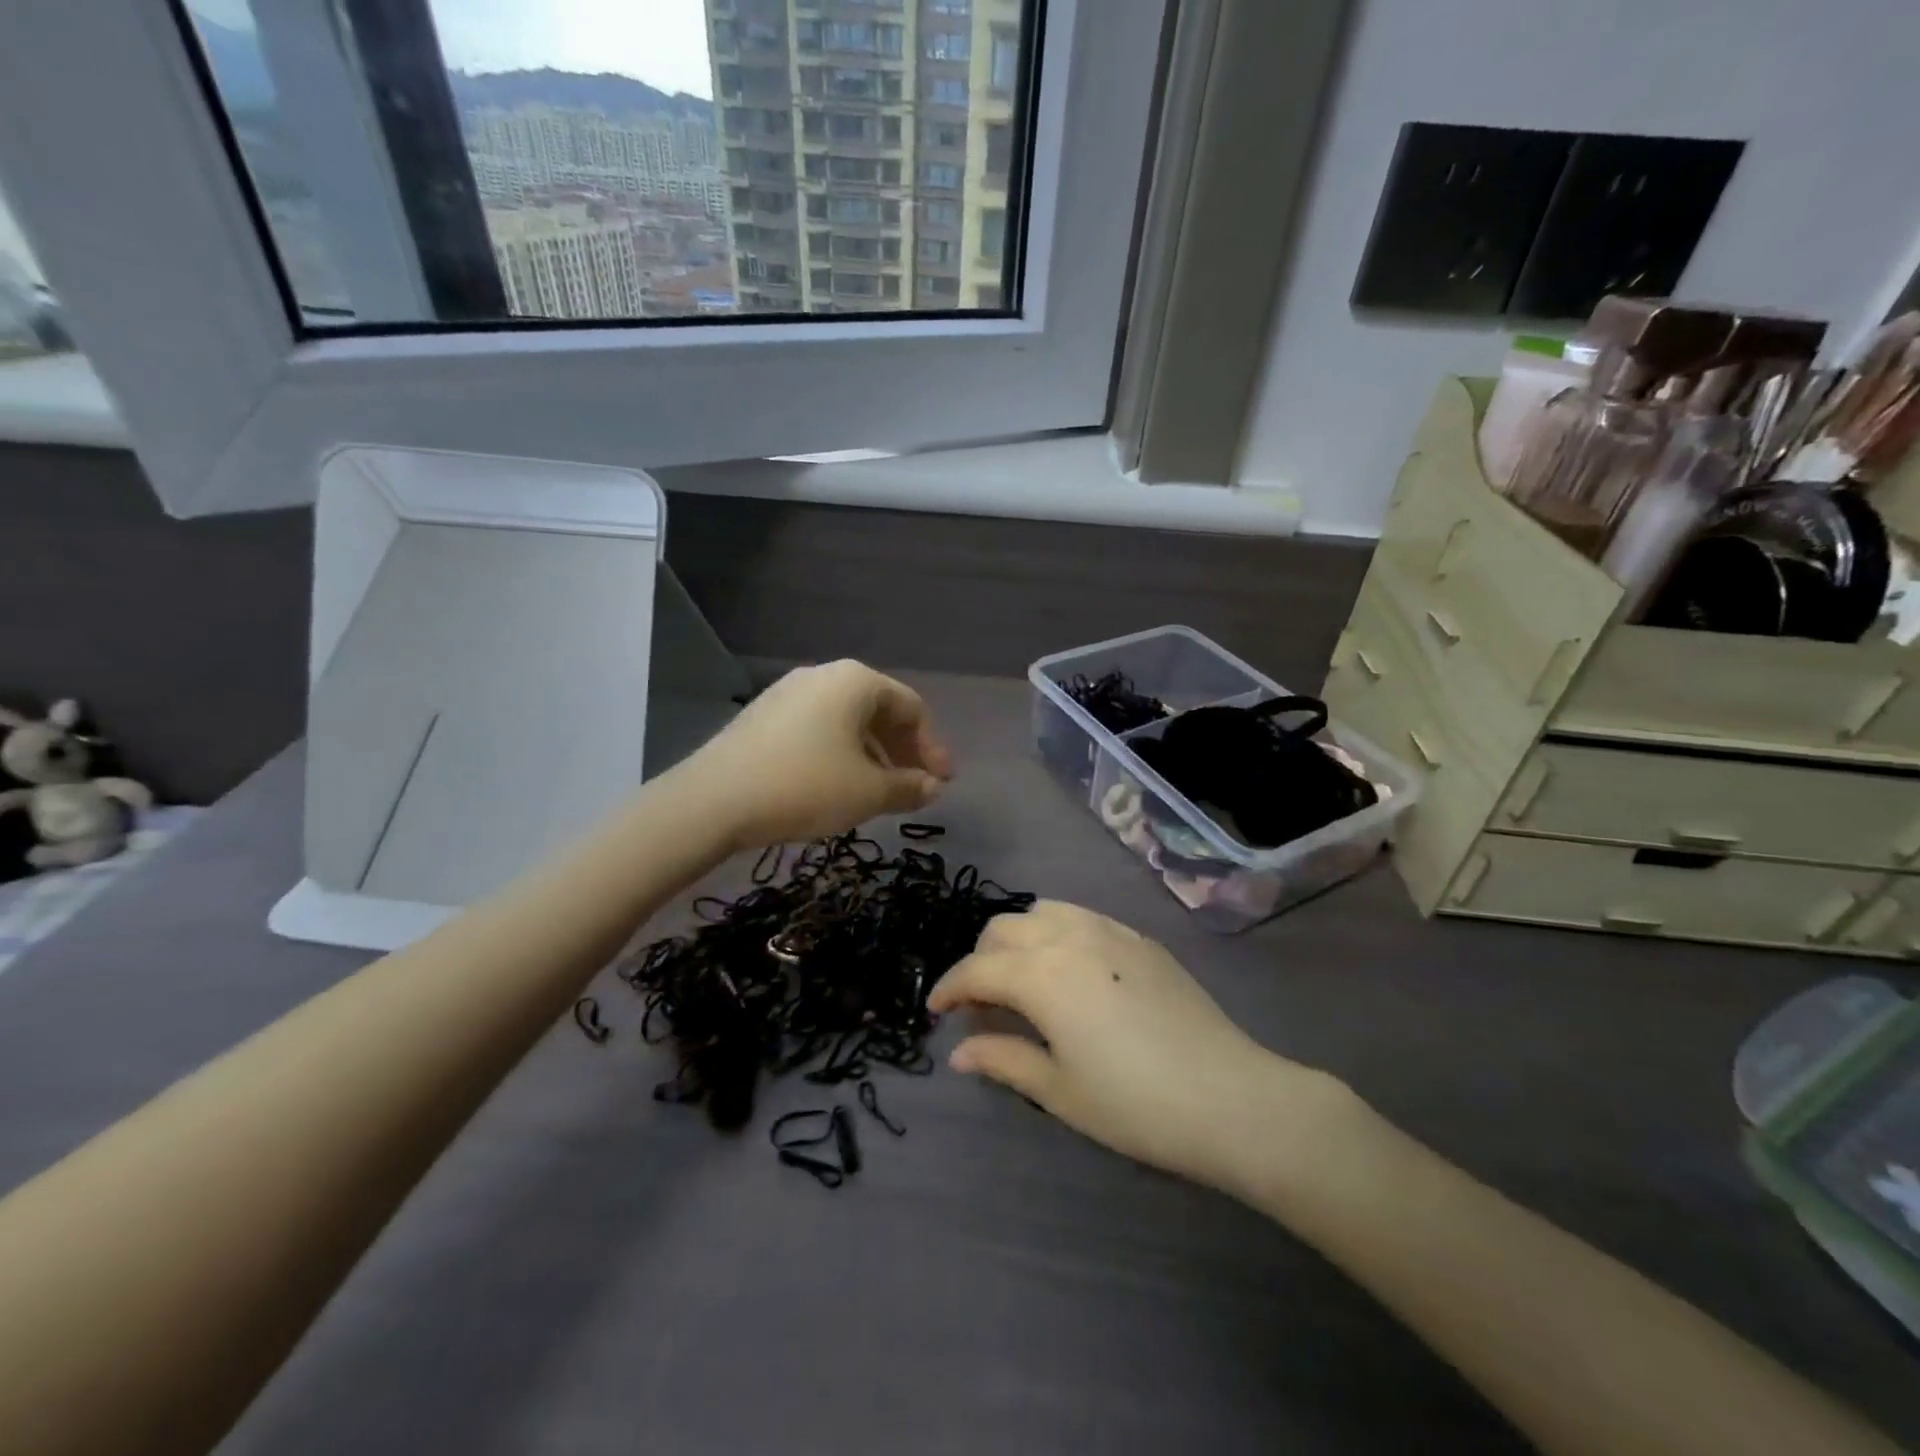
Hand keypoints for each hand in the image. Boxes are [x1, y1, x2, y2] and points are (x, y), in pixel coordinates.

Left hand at [690, 661, 952, 851]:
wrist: (713, 801)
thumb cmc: (805, 786)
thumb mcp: (868, 792)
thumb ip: (908, 787)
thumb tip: (932, 787)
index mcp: (855, 682)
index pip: (911, 708)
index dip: (932, 747)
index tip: (941, 783)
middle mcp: (822, 676)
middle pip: (878, 711)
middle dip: (902, 751)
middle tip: (914, 788)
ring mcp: (787, 694)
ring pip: (846, 722)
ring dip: (872, 756)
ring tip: (877, 794)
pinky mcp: (763, 717)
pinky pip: (817, 730)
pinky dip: (839, 755)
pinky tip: (836, 787)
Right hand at [930, 902, 1347, 1196]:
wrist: (1229, 1097)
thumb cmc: (1134, 1104)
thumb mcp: (1059, 1090)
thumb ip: (1003, 1059)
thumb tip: (959, 1052)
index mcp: (1041, 973)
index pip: (976, 970)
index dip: (949, 989)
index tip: (935, 1011)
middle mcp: (1069, 935)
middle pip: (1004, 928)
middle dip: (981, 960)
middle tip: (982, 1003)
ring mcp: (1109, 930)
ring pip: (1043, 911)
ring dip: (1019, 938)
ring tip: (1023, 978)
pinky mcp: (1140, 939)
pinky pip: (1082, 917)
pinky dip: (1057, 933)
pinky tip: (1071, 971)